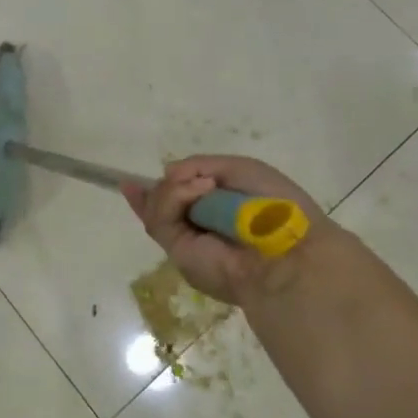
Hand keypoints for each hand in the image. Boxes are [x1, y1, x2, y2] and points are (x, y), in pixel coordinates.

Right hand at [121, 154, 332, 304]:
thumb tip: (167, 173)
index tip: (131, 182)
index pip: (179, 202)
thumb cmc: (274, 208)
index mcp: (218, 214)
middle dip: (163, 188)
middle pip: (161, 204)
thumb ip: (200, 165)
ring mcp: (186, 242)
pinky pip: (160, 217)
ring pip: (157, 206)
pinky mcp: (177, 252)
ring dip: (177, 188)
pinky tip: (200, 191)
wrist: (286, 251)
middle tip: (187, 179)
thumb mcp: (240, 169)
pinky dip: (175, 197)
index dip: (158, 191)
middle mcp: (199, 230)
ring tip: (207, 186)